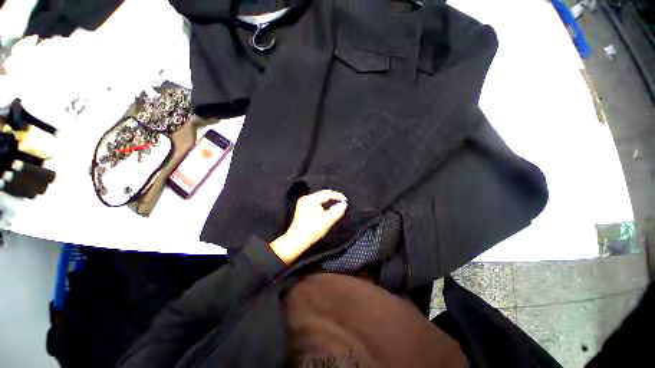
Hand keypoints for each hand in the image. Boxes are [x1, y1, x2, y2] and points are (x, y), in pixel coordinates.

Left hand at [270, 190, 347, 264]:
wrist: (297, 241)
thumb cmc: (312, 230)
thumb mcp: (327, 220)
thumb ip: (337, 211)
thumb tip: (344, 204)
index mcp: (311, 199)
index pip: (327, 193)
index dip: (338, 196)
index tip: (345, 201)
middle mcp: (306, 198)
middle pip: (323, 194)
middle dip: (333, 198)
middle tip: (342, 203)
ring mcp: (303, 202)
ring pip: (319, 198)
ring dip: (328, 201)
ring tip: (336, 205)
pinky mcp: (302, 208)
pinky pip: (315, 202)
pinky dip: (322, 204)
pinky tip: (327, 209)